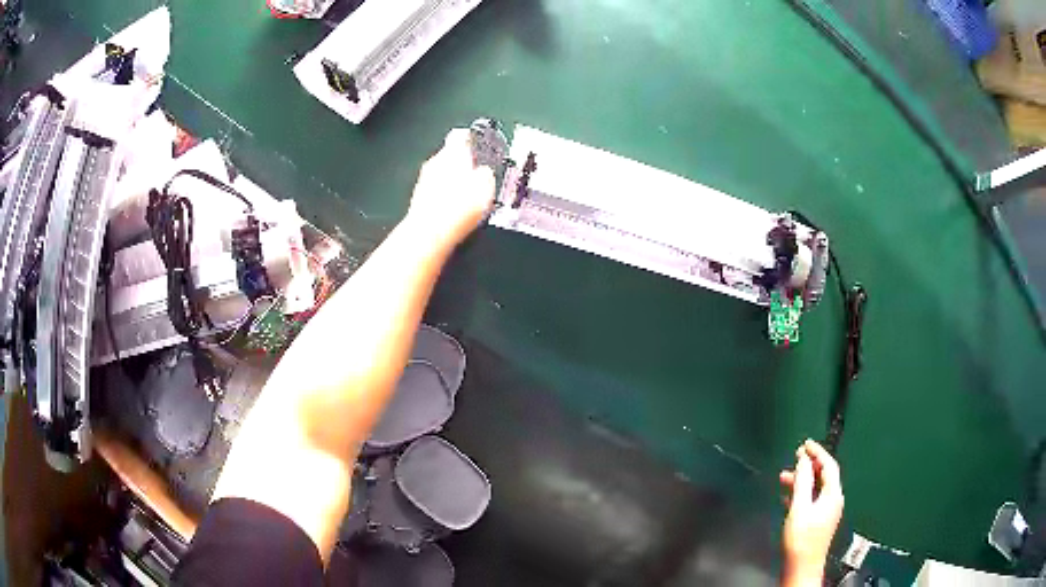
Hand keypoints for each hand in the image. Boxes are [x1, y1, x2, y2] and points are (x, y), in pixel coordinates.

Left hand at [405, 128, 495, 247]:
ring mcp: (424, 181)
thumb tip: (485, 173)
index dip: (470, 139)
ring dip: (451, 182)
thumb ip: (486, 174)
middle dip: (461, 164)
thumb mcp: (486, 186)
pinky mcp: (419, 199)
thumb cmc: (456, 207)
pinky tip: (453, 209)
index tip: (475, 142)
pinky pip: (434, 192)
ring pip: (440, 174)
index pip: (461, 135)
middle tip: (475, 175)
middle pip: (449, 156)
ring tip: (465, 196)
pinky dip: (443, 197)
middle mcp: (435, 162)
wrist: (431, 233)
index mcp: (453, 152)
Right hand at [779, 439, 843, 586]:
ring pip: (816, 487)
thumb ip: (802, 482)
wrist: (802, 567)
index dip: (818, 452)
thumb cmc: (801, 539)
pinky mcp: (819, 520)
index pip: (829, 465)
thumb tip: (804, 461)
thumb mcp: (799, 508)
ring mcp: (827, 510)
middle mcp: (833, 500)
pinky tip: (788, 496)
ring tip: (784, 478)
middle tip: (794, 457)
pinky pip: (812, 498)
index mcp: (832, 494)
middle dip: (808, 466)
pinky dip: (801, 493)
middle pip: (823, 475)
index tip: (805, 443)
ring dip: (802, 480)